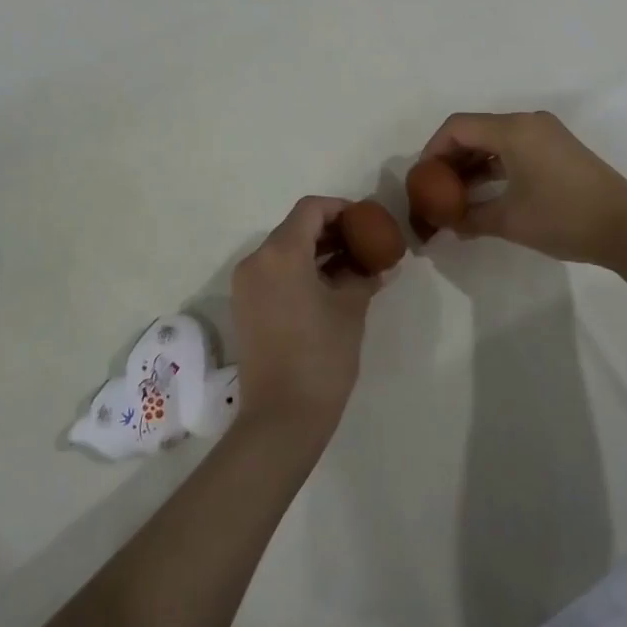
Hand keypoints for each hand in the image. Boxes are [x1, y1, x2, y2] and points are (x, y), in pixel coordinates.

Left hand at [231, 197, 380, 438]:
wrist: (281, 419)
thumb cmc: (321, 356)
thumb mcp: (350, 309)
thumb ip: (364, 276)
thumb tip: (380, 265)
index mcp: (281, 253)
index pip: (310, 209)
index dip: (340, 208)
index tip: (366, 221)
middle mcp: (256, 261)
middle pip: (295, 228)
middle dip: (331, 231)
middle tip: (364, 243)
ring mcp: (246, 285)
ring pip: (284, 251)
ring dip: (316, 251)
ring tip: (352, 266)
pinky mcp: (245, 307)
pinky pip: (274, 273)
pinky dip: (300, 270)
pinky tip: (329, 287)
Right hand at [419, 110, 626, 266]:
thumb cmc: (563, 218)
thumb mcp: (509, 221)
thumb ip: (470, 218)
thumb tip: (447, 224)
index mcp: (513, 130)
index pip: (457, 127)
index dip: (432, 150)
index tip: (422, 179)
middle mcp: (528, 122)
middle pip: (475, 130)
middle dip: (450, 158)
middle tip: (435, 189)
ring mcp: (546, 133)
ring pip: (495, 140)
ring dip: (473, 164)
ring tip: (456, 196)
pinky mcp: (558, 148)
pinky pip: (514, 148)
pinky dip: (495, 166)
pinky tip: (485, 193)